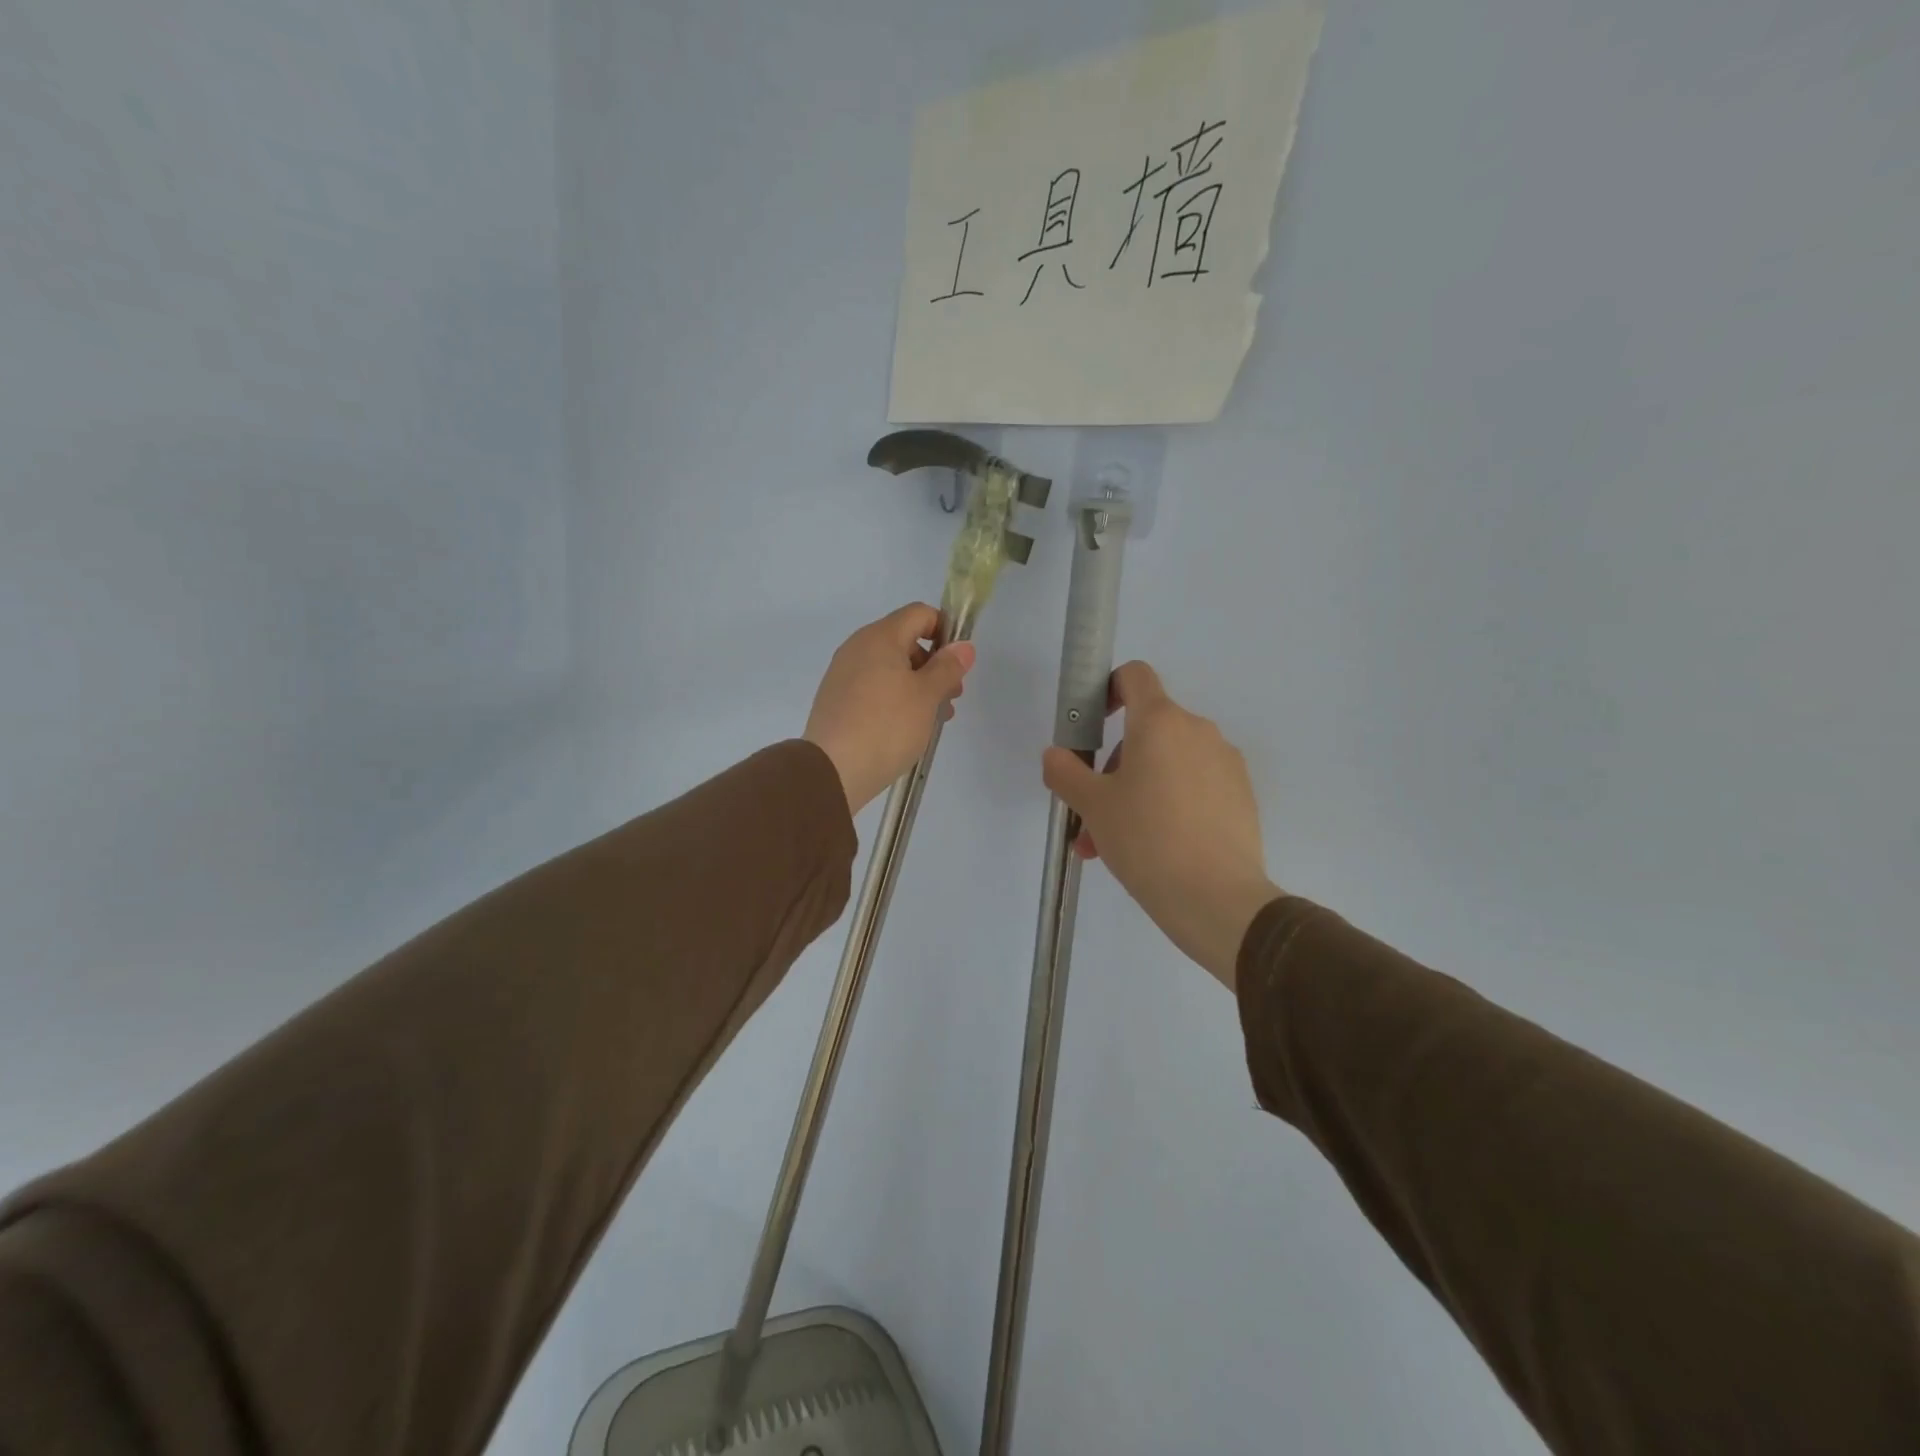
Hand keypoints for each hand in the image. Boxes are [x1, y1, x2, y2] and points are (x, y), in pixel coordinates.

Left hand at [805, 604, 974, 814]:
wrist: (832, 770)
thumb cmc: (887, 726)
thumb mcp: (927, 695)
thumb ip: (948, 667)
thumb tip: (963, 646)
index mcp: (880, 637)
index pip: (920, 614)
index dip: (945, 631)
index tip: (958, 664)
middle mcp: (858, 647)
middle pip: (905, 641)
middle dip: (934, 665)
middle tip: (951, 697)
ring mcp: (843, 674)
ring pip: (890, 668)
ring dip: (917, 686)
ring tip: (933, 720)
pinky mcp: (837, 700)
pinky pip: (874, 688)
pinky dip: (895, 699)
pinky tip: (906, 728)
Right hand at [1042, 663, 1281, 989]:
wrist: (1217, 899)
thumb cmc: (1146, 839)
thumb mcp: (1092, 806)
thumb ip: (1065, 771)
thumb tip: (1055, 755)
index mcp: (1161, 722)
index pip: (1135, 676)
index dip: (1109, 689)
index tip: (1094, 726)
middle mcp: (1198, 731)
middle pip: (1147, 729)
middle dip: (1114, 764)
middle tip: (1093, 812)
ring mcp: (1225, 763)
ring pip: (1168, 764)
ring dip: (1136, 790)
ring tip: (1113, 844)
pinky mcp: (1241, 795)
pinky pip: (1194, 786)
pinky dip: (1169, 804)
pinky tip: (1154, 849)